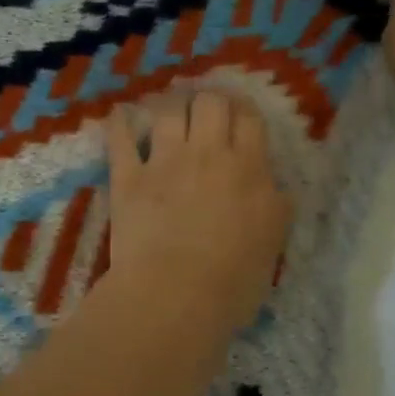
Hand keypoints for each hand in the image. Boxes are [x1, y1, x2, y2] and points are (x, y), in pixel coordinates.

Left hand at [100, 88, 291, 339]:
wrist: (177, 296)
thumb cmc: (234, 280)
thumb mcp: (273, 242)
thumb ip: (275, 206)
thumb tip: (273, 188)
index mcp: (248, 169)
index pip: (249, 118)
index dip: (244, 109)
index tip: (239, 113)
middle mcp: (207, 154)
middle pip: (211, 101)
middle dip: (210, 99)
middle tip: (206, 110)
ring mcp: (164, 162)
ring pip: (168, 109)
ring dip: (170, 102)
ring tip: (169, 106)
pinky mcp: (128, 177)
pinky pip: (120, 138)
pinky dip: (120, 122)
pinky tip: (120, 114)